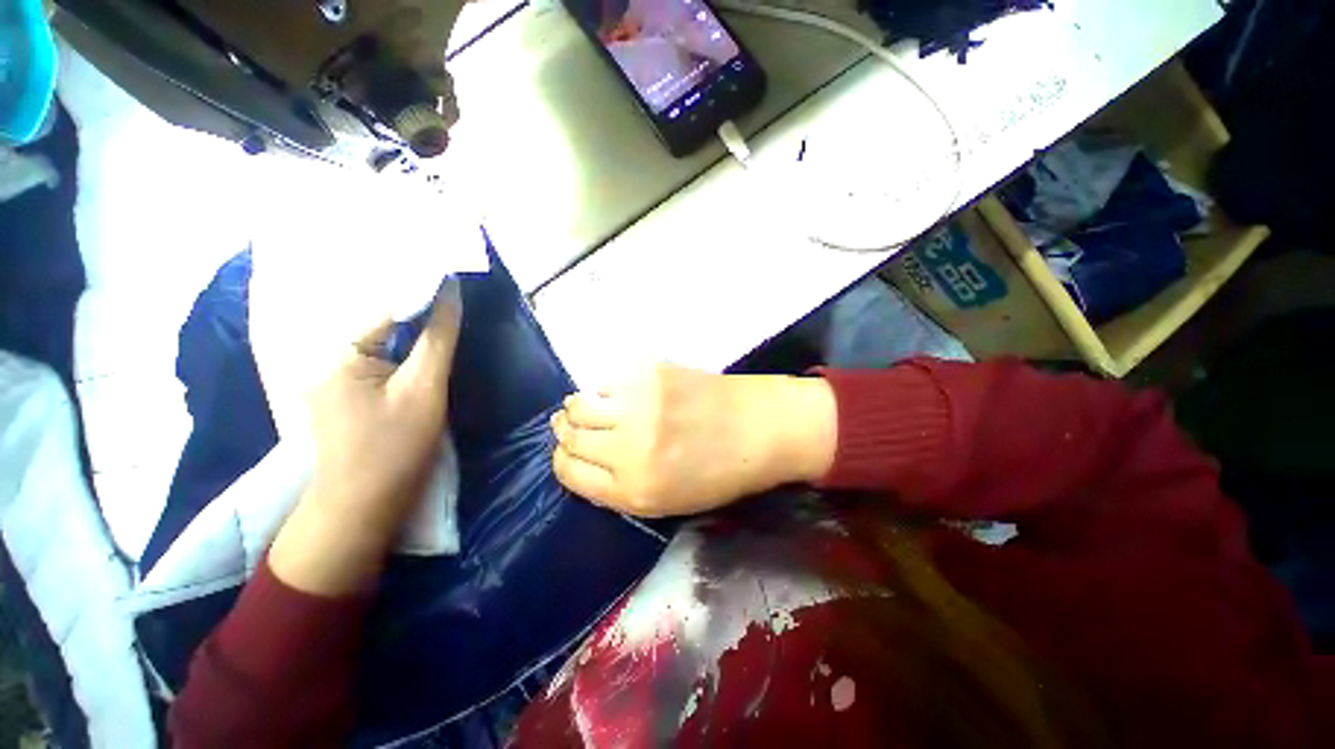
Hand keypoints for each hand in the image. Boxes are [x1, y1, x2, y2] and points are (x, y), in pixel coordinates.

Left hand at [269, 286, 460, 594]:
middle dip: (410, 297)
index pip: (383, 304)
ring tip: (438, 294)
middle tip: (446, 275)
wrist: (363, 506)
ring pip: (377, 333)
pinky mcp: (346, 389)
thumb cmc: (394, 449)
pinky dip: (400, 339)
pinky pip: (376, 351)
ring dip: (406, 316)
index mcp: (336, 352)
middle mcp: (326, 355)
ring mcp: (333, 373)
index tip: (449, 269)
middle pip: (375, 315)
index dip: (417, 286)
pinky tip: (420, 330)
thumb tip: (451, 292)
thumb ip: (438, 338)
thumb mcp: (425, 389)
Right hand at [551, 364, 836, 517]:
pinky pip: (605, 380)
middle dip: (566, 433)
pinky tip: (619, 393)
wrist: (761, 428)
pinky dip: (604, 388)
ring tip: (590, 407)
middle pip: (570, 436)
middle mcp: (629, 448)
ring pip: (578, 404)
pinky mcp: (650, 373)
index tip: (570, 453)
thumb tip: (581, 454)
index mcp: (634, 490)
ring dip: (578, 408)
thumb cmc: (719, 472)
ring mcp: (639, 405)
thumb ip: (618, 486)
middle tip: (575, 426)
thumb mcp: (666, 502)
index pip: (569, 473)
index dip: (564, 462)